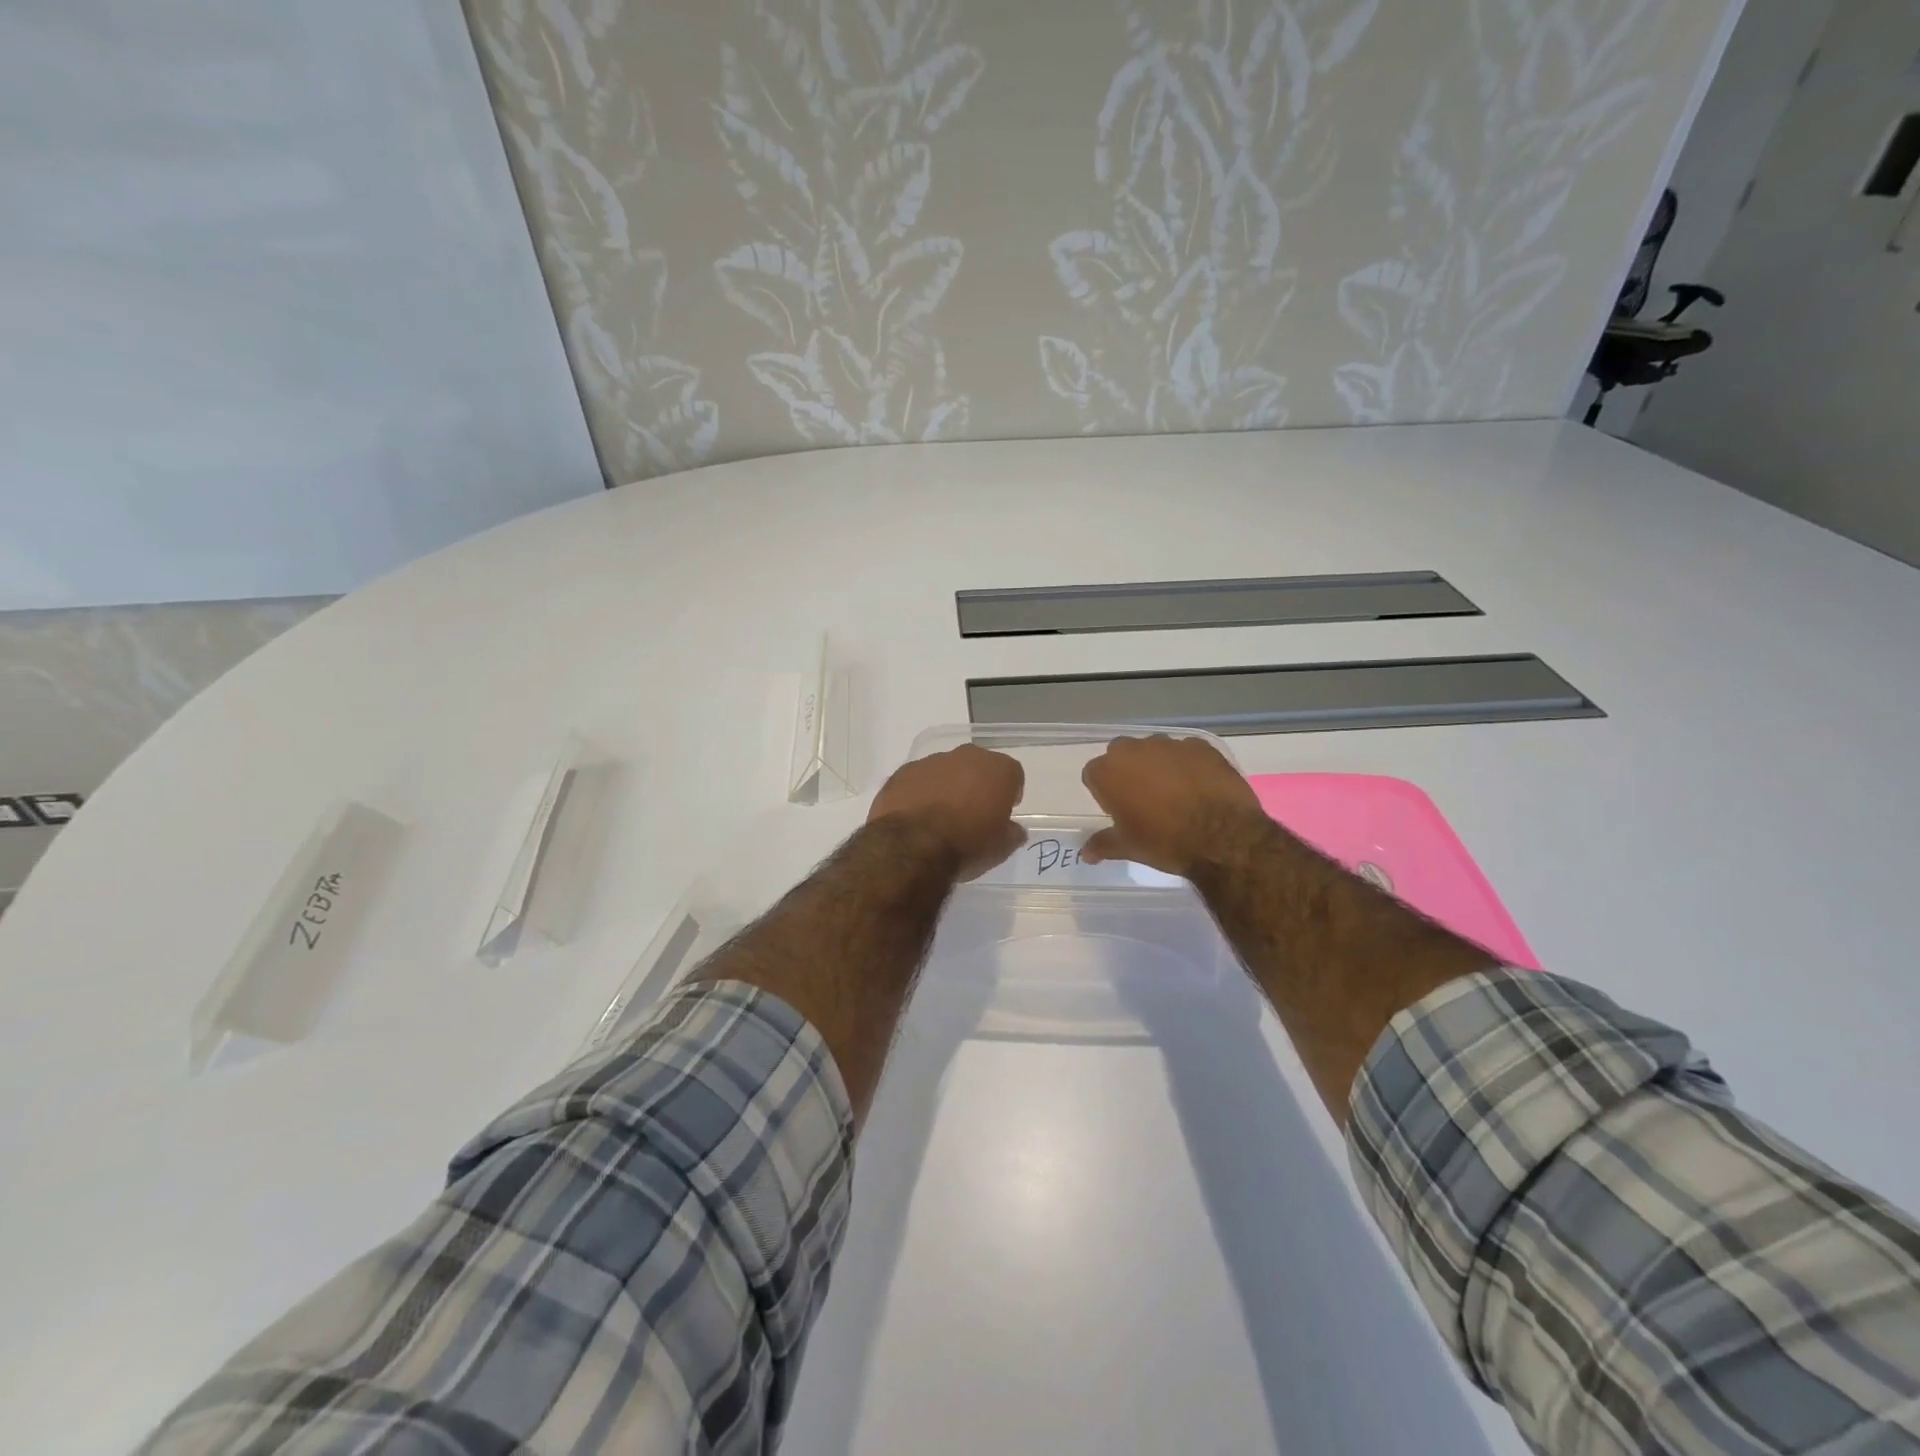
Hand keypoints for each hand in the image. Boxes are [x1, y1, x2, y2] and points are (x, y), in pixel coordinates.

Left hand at [868, 744, 1025, 880]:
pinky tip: (916, 816)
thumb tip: (1014, 830)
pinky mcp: (903, 772)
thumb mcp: (1001, 848)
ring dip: (947, 787)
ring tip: (941, 817)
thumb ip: (1012, 833)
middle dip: (978, 784)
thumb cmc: (967, 844)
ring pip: (947, 770)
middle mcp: (967, 756)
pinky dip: (920, 792)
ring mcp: (932, 761)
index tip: (1003, 812)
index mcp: (998, 769)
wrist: (912, 845)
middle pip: (979, 766)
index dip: (1009, 793)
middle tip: (973, 812)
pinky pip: (919, 779)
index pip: (1013, 774)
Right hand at [1080, 735, 1266, 876]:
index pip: (1094, 774)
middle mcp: (1134, 750)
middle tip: (1143, 799)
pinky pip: (1186, 751)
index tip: (1117, 808)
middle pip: (1121, 754)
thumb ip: (1103, 844)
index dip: (1104, 791)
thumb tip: (1085, 853)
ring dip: (1158, 764)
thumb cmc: (1164, 842)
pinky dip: (1188, 764)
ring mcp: (1169, 744)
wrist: (1223, 837)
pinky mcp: (1200, 746)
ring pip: (1154, 749)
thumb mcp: (1128, 847)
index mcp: (1108, 772)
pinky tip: (1199, 786)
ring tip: (1175, 792)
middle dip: (1128, 771)